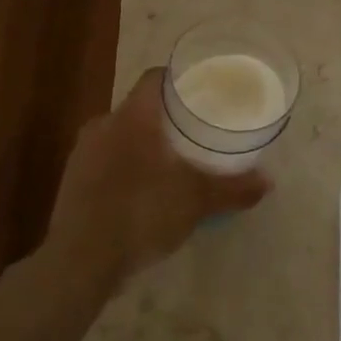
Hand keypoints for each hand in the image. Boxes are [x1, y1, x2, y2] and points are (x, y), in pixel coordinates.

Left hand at [45, 68, 271, 286]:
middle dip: (167, 117)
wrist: (80, 262)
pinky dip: (128, 167)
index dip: (180, 80)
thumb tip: (268, 182)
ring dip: (146, 144)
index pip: (155, 79)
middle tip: (197, 130)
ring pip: (121, 135)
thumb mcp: (196, 201)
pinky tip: (146, 191)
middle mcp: (102, 125)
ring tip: (175, 161)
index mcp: (132, 117)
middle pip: (140, 108)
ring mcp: (82, 154)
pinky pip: (107, 161)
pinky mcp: (72, 181)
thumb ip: (233, 188)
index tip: (203, 90)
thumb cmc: (141, 214)